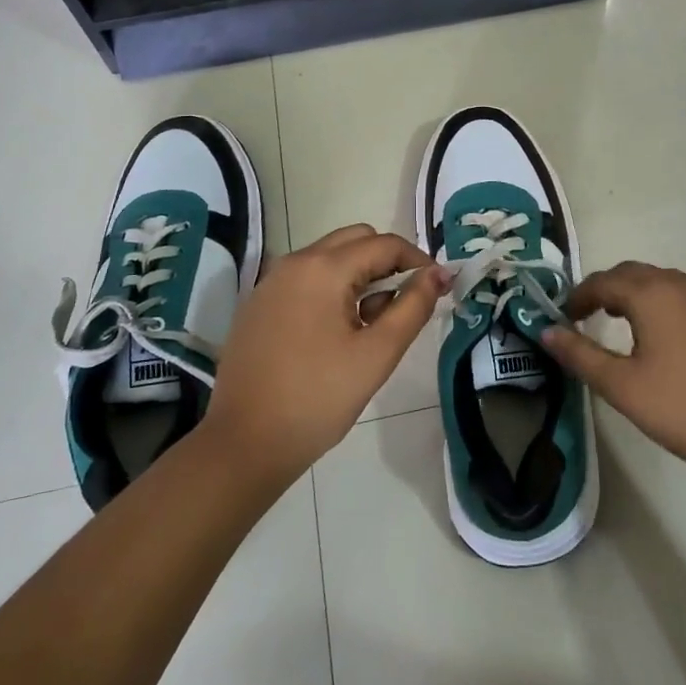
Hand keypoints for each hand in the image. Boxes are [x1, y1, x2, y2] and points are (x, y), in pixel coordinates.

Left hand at [202, 224, 448, 486]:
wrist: (245, 444)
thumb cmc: (318, 398)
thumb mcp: (377, 354)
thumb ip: (413, 307)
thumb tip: (440, 273)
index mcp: (323, 268)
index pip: (384, 244)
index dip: (417, 260)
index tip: (437, 288)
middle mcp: (294, 262)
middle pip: (354, 240)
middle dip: (386, 262)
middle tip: (404, 304)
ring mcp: (270, 282)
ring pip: (329, 257)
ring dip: (359, 275)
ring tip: (371, 325)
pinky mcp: (258, 304)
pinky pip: (305, 278)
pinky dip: (331, 289)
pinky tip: (336, 333)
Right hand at [541, 262, 685, 491]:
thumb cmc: (685, 410)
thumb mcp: (622, 387)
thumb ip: (579, 355)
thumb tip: (546, 331)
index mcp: (653, 294)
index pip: (603, 282)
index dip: (578, 296)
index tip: (564, 317)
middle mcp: (684, 286)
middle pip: (635, 274)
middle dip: (608, 289)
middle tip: (589, 316)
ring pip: (667, 284)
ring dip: (640, 296)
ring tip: (626, 325)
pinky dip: (670, 307)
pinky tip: (673, 340)